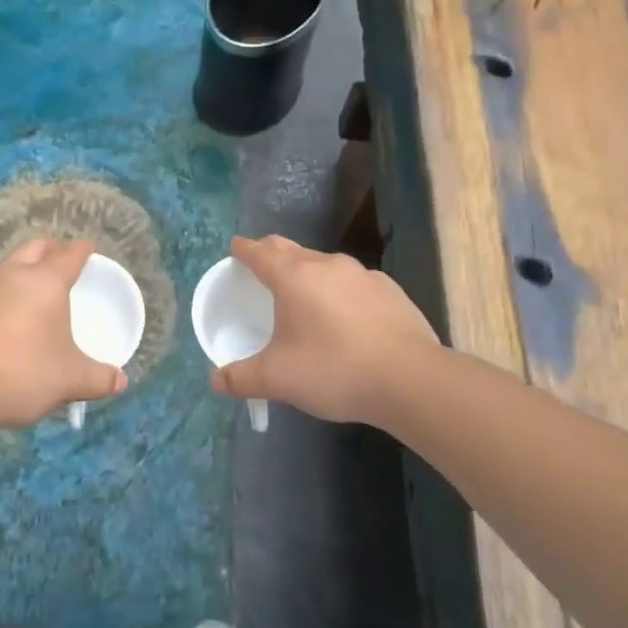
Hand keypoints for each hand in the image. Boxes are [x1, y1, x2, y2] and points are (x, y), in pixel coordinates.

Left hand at [0, 238, 127, 430]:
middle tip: (63, 263)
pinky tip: (6, 321)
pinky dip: (3, 295)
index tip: (89, 250)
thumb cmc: (24, 373)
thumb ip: (99, 379)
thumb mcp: (71, 380)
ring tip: (35, 292)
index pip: (69, 254)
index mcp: (45, 281)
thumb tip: (120, 382)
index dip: (82, 250)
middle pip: (35, 248)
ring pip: (8, 266)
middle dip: (51, 250)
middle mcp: (12, 275)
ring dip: (23, 271)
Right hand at [211, 236, 441, 427]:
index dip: (244, 250)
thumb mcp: (278, 379)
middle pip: (292, 250)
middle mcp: (327, 266)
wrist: (411, 380)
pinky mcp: (391, 291)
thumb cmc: (334, 370)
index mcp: (294, 277)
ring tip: (304, 294)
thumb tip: (215, 380)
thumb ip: (241, 378)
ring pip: (325, 265)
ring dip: (308, 272)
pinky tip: (346, 316)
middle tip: (261, 264)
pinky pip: (354, 283)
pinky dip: (340, 291)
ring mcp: (363, 275)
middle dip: (272, 253)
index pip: (260, 252)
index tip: (235, 247)